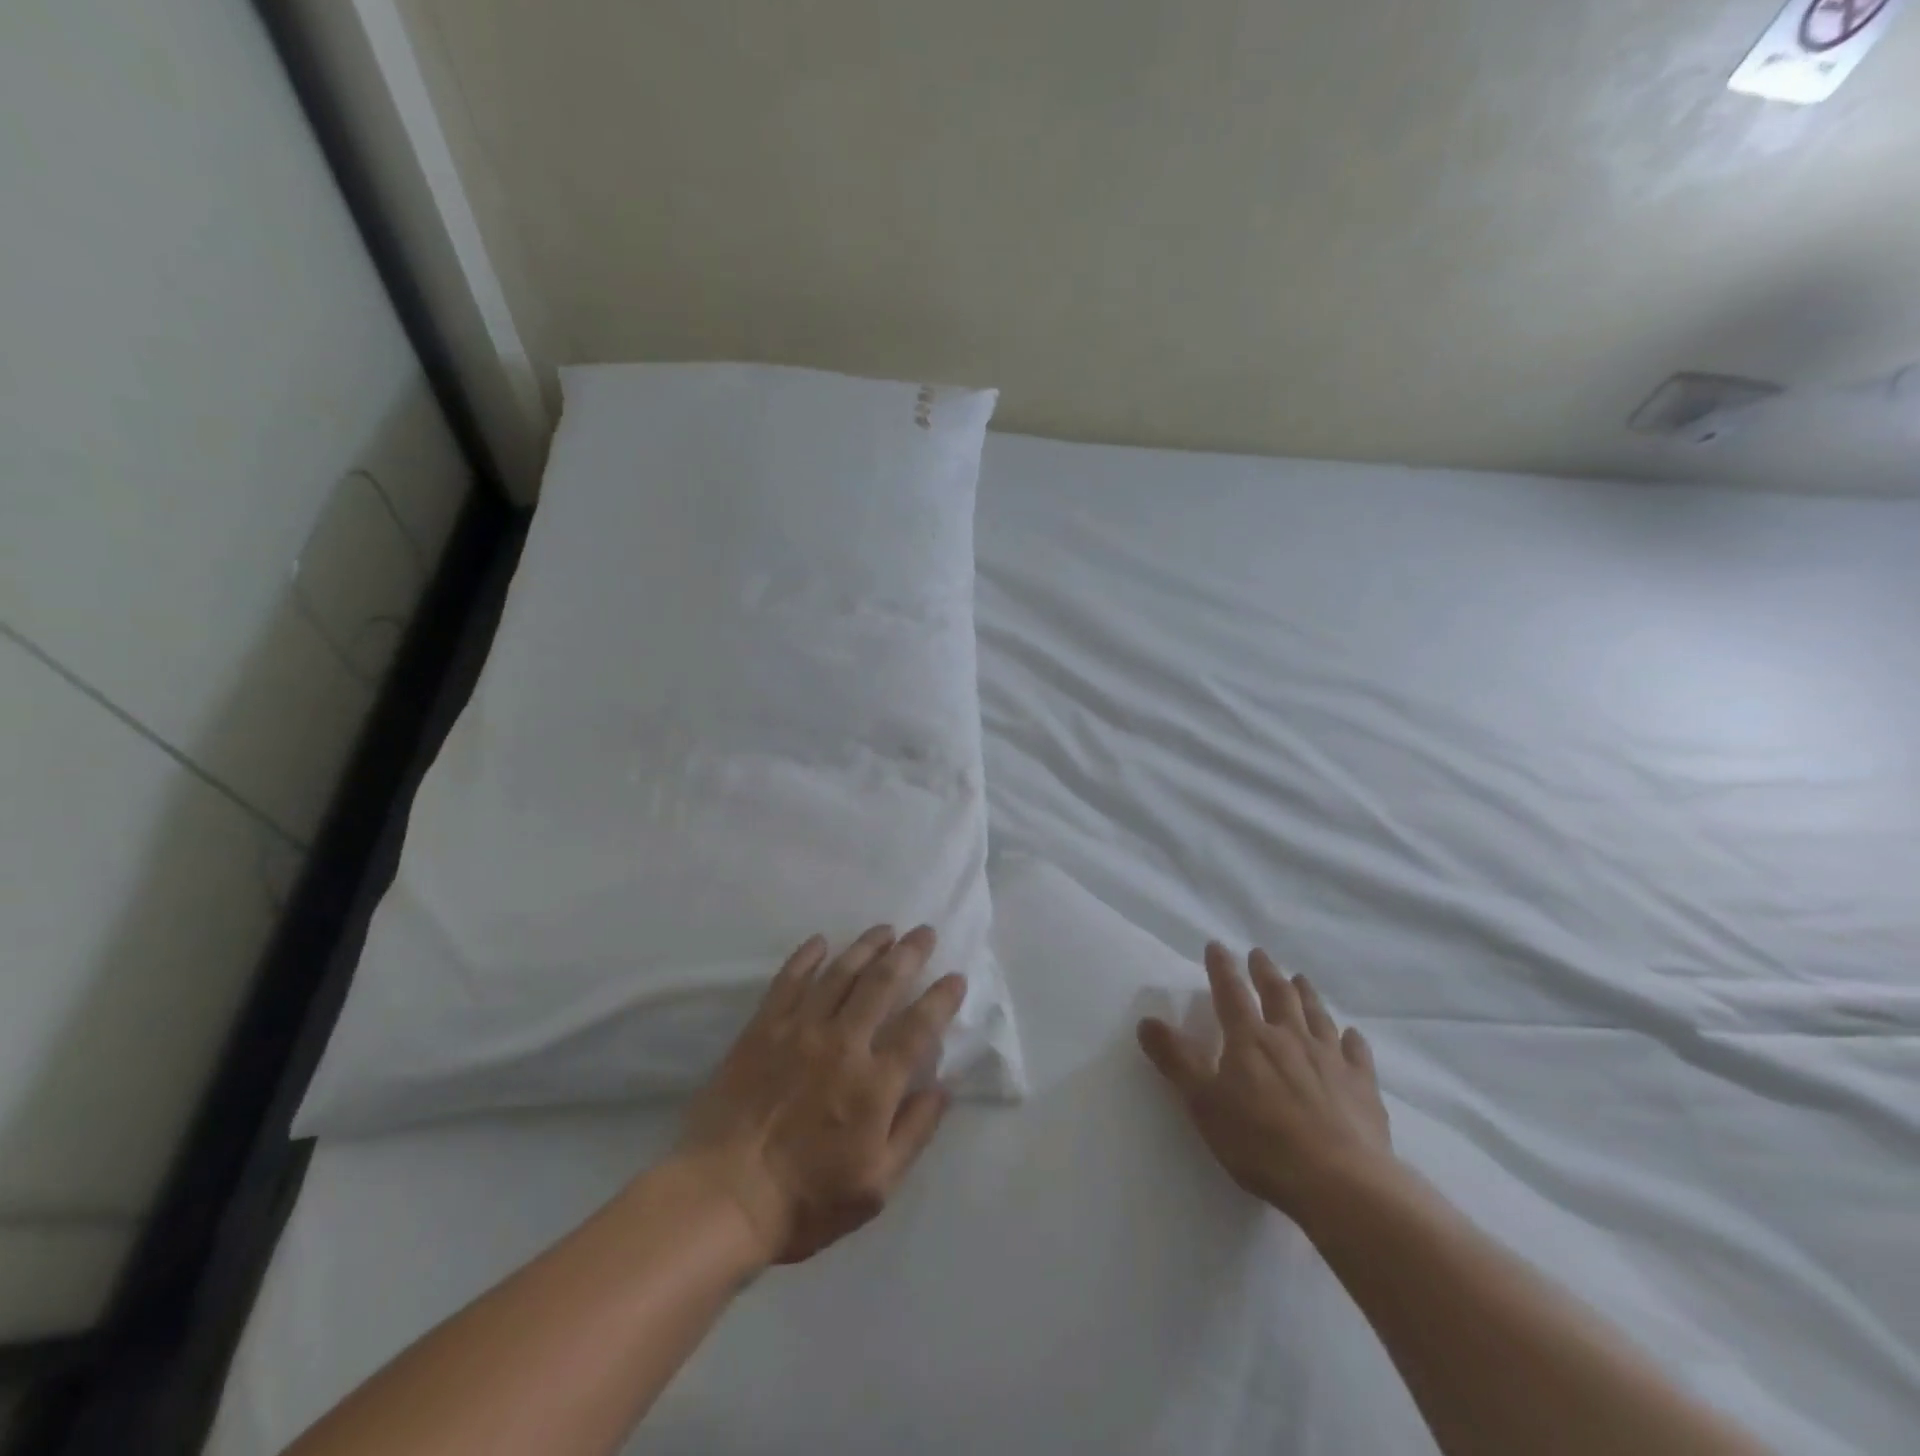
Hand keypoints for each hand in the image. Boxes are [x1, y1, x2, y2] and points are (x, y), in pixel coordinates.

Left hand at [677, 926, 964, 1265]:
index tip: (956, 978)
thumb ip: (914, 1132)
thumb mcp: (876, 1186)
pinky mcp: (763, 1029)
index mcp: (875, 1083)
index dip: (942, 998)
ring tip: (884, 930)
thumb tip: (942, 1088)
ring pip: (840, 974)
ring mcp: (800, 1030)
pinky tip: (820, 942)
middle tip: (924, 932)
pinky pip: (788, 981)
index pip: (920, 1026)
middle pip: (883, 984)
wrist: (723, 1196)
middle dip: (909, 953)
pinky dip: (806, 957)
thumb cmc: (805, 1200)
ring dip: (866, 946)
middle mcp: (843, 1044)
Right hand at [1137, 943, 1393, 1222]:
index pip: (1230, 993)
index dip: (1221, 968)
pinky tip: (1351, 1035)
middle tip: (1259, 954)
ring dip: (1306, 994)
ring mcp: (1330, 1060)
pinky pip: (1356, 1053)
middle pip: (1278, 995)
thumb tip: (1147, 1021)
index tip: (1216, 946)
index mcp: (1250, 1039)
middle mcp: (1290, 1038)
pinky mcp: (1362, 1087)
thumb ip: (1176, 1060)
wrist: (1340, 1182)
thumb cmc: (1260, 1141)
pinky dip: (1351, 1039)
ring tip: (1300, 979)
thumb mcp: (1203, 1102)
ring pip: (1316, 1016)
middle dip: (1265, 972)